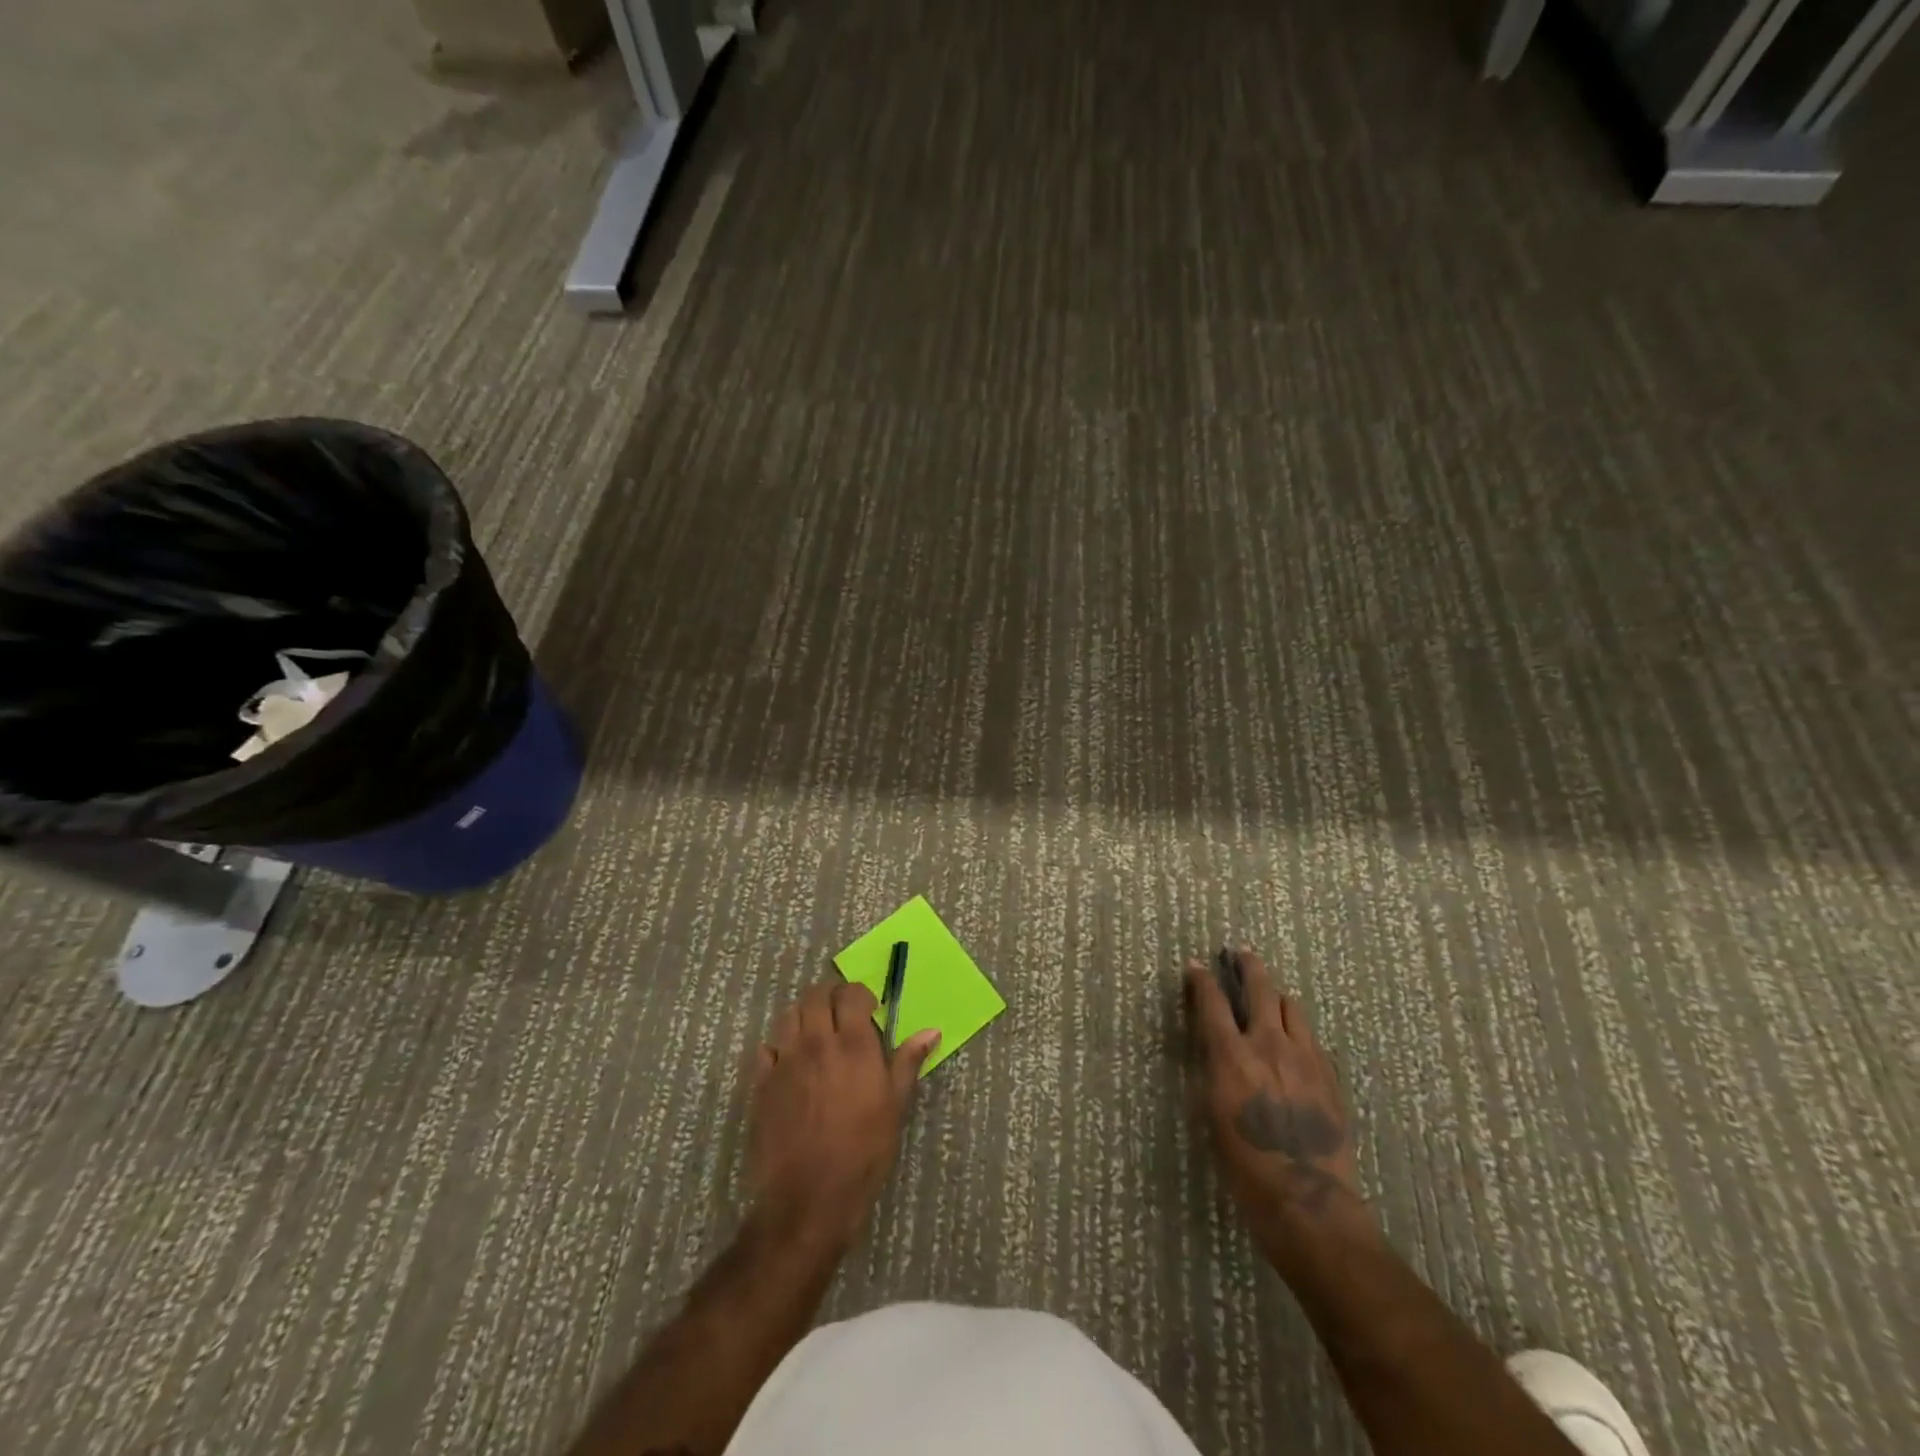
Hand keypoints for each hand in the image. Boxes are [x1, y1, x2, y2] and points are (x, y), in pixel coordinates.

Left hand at [747, 980, 940, 1249]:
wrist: (809, 1198)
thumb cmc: (862, 1152)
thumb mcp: (895, 1107)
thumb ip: (908, 1062)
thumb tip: (931, 1030)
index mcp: (853, 1045)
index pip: (851, 994)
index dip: (860, 994)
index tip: (869, 1009)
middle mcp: (817, 1043)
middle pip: (816, 995)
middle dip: (830, 996)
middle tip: (841, 1013)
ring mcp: (785, 1061)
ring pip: (790, 1015)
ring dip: (805, 1014)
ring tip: (817, 1032)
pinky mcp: (762, 1083)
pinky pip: (767, 1048)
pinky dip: (779, 1046)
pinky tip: (790, 1062)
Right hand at [1186, 950, 1376, 1277]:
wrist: (1308, 1200)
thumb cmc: (1244, 1165)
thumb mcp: (1211, 1114)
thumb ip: (1213, 1071)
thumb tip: (1215, 1049)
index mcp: (1232, 1055)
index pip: (1212, 1002)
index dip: (1202, 979)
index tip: (1197, 965)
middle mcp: (1269, 1045)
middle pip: (1260, 988)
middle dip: (1249, 966)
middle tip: (1243, 953)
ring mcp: (1306, 1058)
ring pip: (1293, 1007)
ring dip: (1278, 996)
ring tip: (1272, 995)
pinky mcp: (1330, 1076)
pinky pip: (1313, 1039)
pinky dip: (1299, 1030)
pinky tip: (1296, 1041)